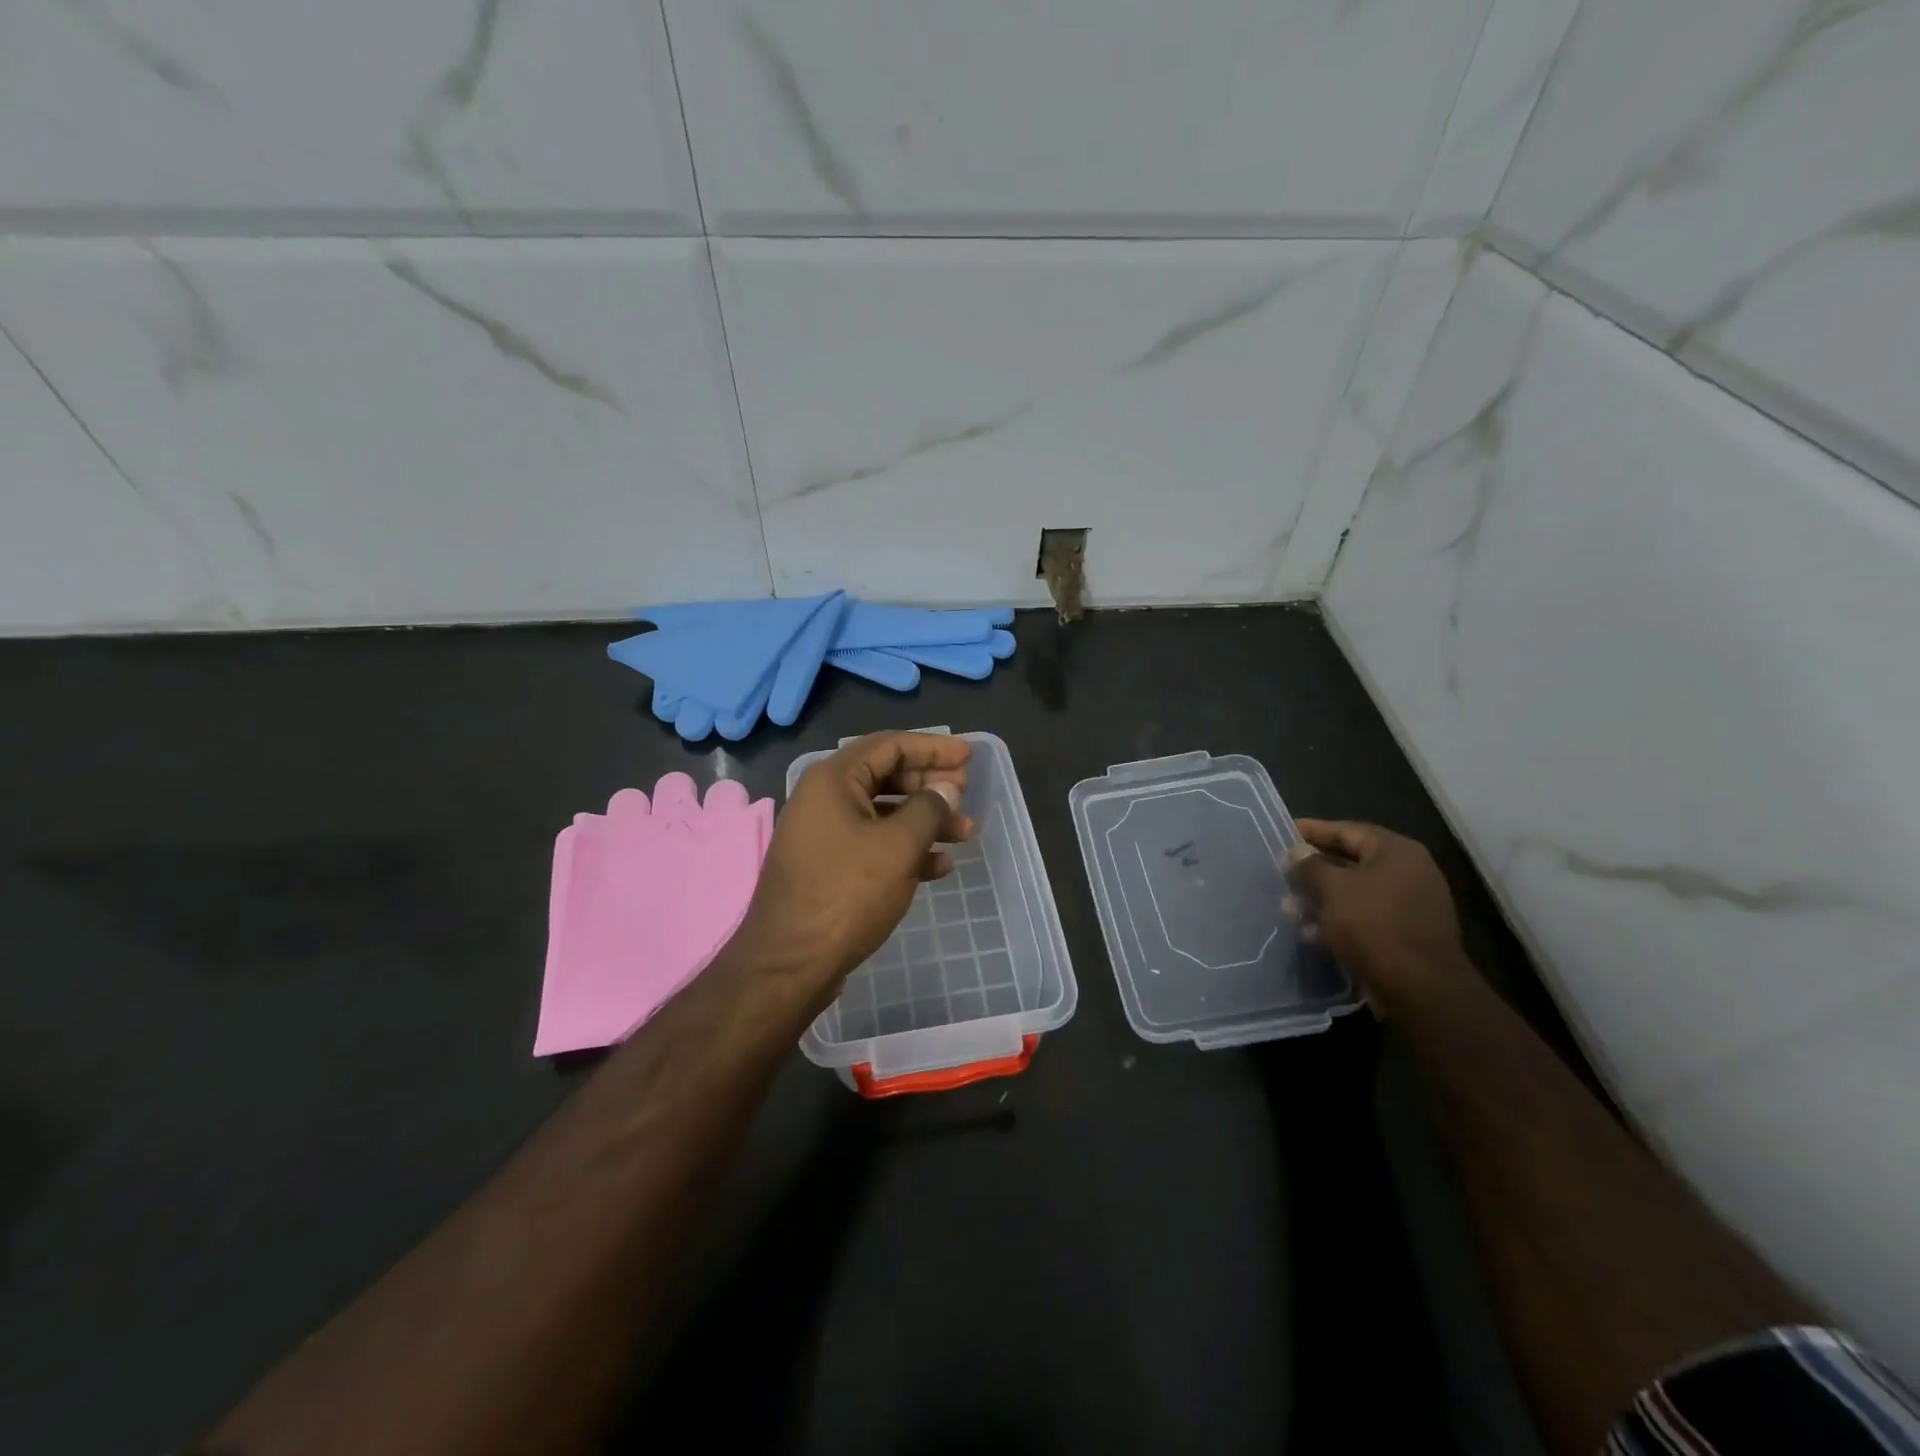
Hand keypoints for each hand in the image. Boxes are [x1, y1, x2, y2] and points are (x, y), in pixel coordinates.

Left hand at [730, 732, 974, 1008]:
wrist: (789, 964)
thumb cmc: (846, 894)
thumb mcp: (898, 847)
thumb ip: (929, 808)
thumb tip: (947, 789)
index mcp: (833, 780)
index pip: (890, 745)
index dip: (933, 747)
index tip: (969, 757)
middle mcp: (824, 799)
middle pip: (887, 776)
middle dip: (931, 785)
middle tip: (966, 796)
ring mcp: (824, 835)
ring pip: (884, 814)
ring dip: (925, 820)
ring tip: (965, 833)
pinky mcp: (828, 867)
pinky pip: (873, 844)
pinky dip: (906, 849)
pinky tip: (939, 867)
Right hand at [1284, 819, 1464, 1017]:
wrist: (1420, 989)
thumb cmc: (1374, 925)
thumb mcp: (1332, 889)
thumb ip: (1310, 865)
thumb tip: (1297, 851)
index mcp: (1397, 852)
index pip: (1348, 830)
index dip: (1314, 830)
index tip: (1284, 830)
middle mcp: (1408, 873)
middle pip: (1350, 863)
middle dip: (1313, 871)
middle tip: (1282, 873)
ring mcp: (1409, 906)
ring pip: (1354, 894)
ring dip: (1320, 900)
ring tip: (1288, 909)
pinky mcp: (1404, 935)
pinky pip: (1363, 919)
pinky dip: (1337, 922)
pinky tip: (1310, 933)